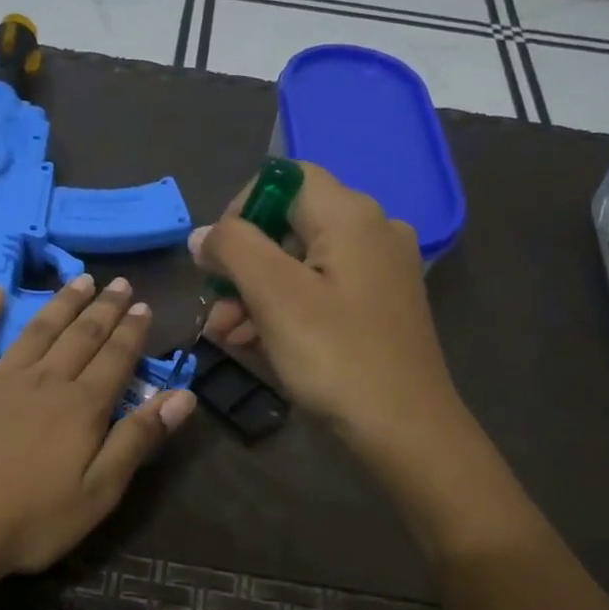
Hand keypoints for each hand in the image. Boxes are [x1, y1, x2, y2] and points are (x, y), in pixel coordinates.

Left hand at [0, 273, 196, 587]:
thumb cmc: (28, 523)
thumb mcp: (98, 493)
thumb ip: (138, 440)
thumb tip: (183, 394)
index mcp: (80, 408)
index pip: (115, 359)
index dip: (131, 332)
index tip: (142, 305)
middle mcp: (42, 382)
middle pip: (80, 337)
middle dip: (103, 309)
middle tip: (118, 282)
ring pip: (36, 331)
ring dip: (60, 304)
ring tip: (79, 279)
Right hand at [192, 163, 460, 464]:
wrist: (405, 430)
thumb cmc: (336, 358)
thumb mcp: (275, 297)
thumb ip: (233, 249)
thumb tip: (203, 235)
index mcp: (351, 216)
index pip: (284, 179)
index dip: (240, 210)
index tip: (216, 260)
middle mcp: (372, 231)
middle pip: (289, 226)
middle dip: (242, 266)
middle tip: (215, 312)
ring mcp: (379, 272)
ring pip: (301, 264)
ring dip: (256, 294)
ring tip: (228, 337)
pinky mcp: (378, 307)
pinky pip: (321, 292)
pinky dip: (286, 310)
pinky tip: (259, 344)